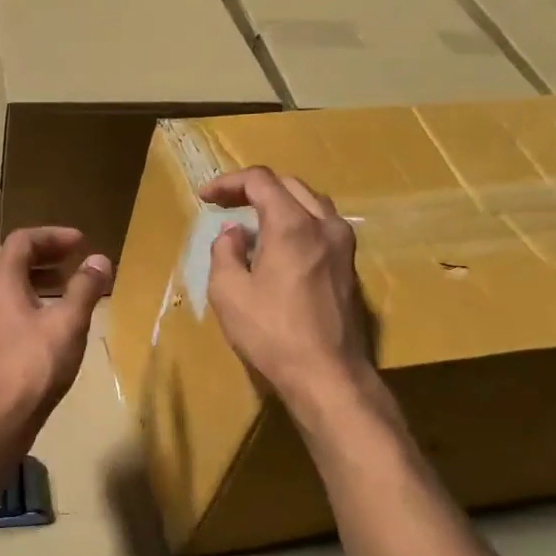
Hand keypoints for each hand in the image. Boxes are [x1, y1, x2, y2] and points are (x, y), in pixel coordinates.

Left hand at [0, 227, 112, 444]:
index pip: (23, 240)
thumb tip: (100, 260)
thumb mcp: (68, 323)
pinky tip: (49, 319)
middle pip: (9, 257)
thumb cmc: (34, 366)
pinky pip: (2, 305)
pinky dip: (25, 298)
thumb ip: (85, 288)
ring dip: (34, 276)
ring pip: (3, 283)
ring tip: (67, 286)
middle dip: (42, 253)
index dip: (53, 236)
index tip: (82, 243)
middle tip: (72, 259)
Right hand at [201, 167, 376, 408]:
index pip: (261, 180)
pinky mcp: (349, 267)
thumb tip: (233, 234)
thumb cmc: (271, 333)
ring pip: (311, 203)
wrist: (327, 375)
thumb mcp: (228, 292)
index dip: (228, 182)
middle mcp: (324, 225)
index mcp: (292, 224)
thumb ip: (225, 252)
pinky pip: (321, 226)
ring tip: (251, 219)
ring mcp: (343, 246)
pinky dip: (296, 221)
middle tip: (224, 203)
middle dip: (253, 188)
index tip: (205, 197)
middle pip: (289, 185)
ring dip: (278, 202)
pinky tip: (277, 245)